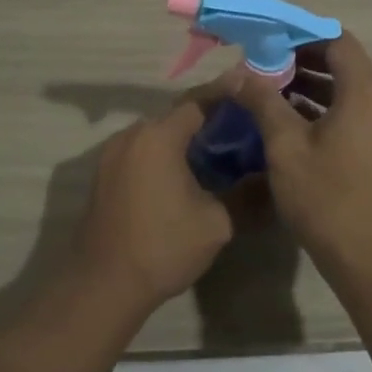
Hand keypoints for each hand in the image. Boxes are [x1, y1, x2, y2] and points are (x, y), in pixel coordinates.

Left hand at [77, 92, 235, 307]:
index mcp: (159, 136)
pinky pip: (141, 151)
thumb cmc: (163, 247)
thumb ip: (244, 193)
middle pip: (176, 115)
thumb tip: (269, 177)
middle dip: (208, 116)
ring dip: (184, 136)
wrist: (103, 285)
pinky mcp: (103, 175)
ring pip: (157, 133)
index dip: (227, 94)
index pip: (199, 101)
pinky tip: (185, 170)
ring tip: (218, 147)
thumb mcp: (216, 222)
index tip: (251, 87)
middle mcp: (132, 135)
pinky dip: (164, 152)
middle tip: (242, 123)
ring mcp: (112, 154)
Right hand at [226, 32, 371, 274]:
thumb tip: (239, 74)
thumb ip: (263, 102)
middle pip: (345, 64)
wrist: (370, 259)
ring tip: (271, 93)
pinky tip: (293, 124)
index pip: (337, 41)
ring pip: (350, 91)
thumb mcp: (286, 147)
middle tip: (263, 67)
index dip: (302, 36)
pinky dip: (327, 110)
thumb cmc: (327, 198)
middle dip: (303, 61)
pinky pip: (356, 114)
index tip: (268, 42)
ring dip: (313, 87)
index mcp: (366, 92)